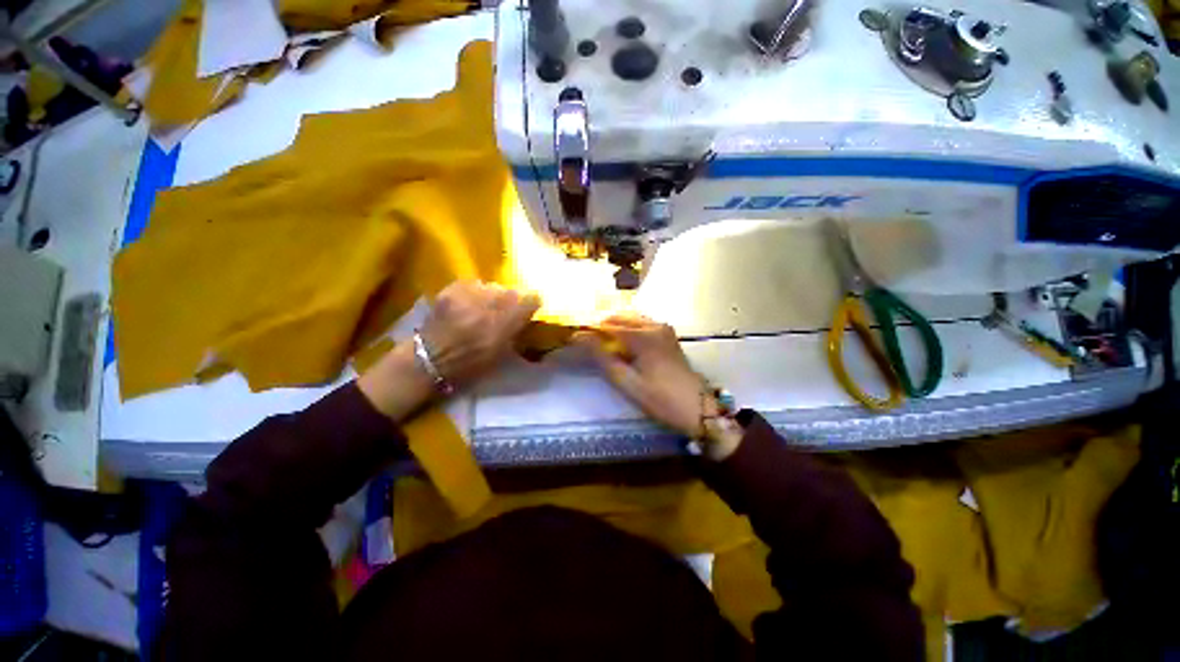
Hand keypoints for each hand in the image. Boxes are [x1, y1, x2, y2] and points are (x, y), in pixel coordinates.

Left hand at [359, 281, 539, 420]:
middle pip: (513, 291)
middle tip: (505, 312)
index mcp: (504, 325)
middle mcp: (488, 305)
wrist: (429, 359)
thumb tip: (527, 314)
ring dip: (494, 296)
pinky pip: (475, 284)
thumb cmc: (470, 364)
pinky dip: (477, 292)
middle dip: (513, 300)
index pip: (531, 299)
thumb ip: (517, 330)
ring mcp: (468, 295)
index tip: (529, 311)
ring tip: (485, 307)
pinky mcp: (453, 288)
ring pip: (494, 286)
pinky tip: (471, 303)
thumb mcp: (503, 353)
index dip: (531, 304)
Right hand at [576, 315, 743, 459]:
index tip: (574, 338)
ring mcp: (664, 328)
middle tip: (588, 343)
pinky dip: (628, 330)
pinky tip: (623, 346)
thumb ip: (602, 357)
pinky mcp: (668, 335)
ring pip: (631, 320)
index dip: (590, 330)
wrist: (698, 409)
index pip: (608, 325)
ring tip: (603, 345)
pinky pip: (642, 325)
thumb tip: (580, 337)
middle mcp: (654, 325)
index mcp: (644, 336)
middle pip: (620, 318)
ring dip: (615, 328)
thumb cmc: (660, 399)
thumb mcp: (627, 382)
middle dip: (602, 327)